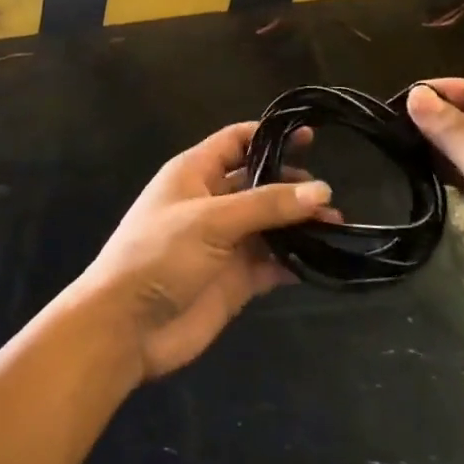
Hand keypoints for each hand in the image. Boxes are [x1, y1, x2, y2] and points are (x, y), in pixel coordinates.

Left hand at [76, 122, 334, 380]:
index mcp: (195, 173)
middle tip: (328, 195)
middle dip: (292, 185)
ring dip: (300, 224)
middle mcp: (211, 202)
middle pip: (258, 183)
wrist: (126, 327)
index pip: (236, 141)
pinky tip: (323, 260)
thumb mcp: (211, 220)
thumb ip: (266, 205)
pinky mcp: (234, 279)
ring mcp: (224, 242)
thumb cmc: (159, 255)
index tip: (311, 138)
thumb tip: (321, 190)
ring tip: (336, 225)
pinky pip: (271, 262)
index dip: (270, 136)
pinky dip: (295, 260)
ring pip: (270, 224)